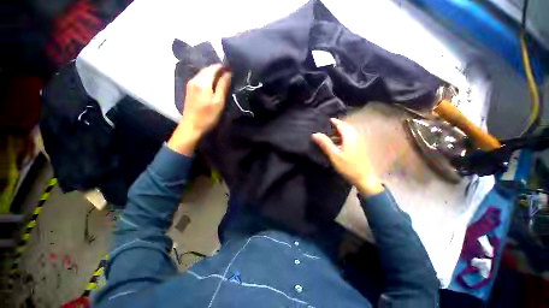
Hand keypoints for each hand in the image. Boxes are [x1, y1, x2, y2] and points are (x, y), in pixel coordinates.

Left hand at [168, 64, 231, 155]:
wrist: (192, 126)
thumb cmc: (208, 116)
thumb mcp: (219, 102)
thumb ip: (223, 86)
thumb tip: (228, 73)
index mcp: (202, 81)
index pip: (214, 67)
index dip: (224, 67)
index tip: (233, 70)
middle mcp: (194, 79)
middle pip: (208, 69)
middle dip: (219, 70)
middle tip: (229, 75)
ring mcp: (190, 84)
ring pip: (203, 73)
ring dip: (213, 74)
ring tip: (223, 79)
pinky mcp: (189, 89)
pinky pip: (200, 79)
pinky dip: (208, 78)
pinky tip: (213, 84)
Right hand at [312, 118, 383, 196]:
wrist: (364, 178)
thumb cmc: (348, 167)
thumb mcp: (334, 155)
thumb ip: (325, 144)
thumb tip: (315, 134)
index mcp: (350, 137)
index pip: (341, 125)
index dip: (334, 121)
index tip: (327, 120)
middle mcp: (356, 136)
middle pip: (346, 127)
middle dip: (337, 126)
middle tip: (327, 128)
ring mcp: (359, 142)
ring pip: (348, 133)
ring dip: (340, 132)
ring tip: (330, 136)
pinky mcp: (360, 147)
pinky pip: (351, 138)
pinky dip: (343, 137)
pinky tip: (338, 144)